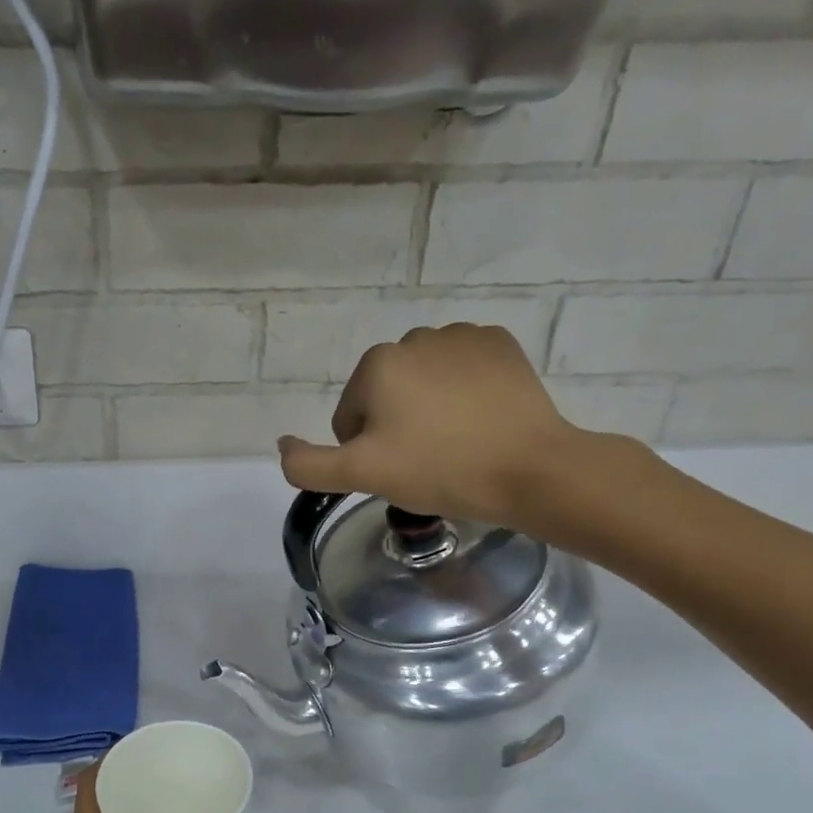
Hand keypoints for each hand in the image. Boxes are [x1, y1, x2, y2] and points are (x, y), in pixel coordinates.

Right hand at [277, 324, 585, 528]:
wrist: (531, 469)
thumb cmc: (440, 470)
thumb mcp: (362, 475)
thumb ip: (308, 465)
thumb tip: (281, 445)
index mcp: (377, 365)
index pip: (350, 417)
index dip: (366, 452)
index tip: (397, 471)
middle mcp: (414, 337)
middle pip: (386, 395)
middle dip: (396, 425)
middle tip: (426, 460)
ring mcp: (462, 336)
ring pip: (424, 381)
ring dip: (428, 407)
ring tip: (456, 442)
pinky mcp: (500, 344)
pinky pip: (463, 369)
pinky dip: (464, 391)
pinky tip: (480, 420)